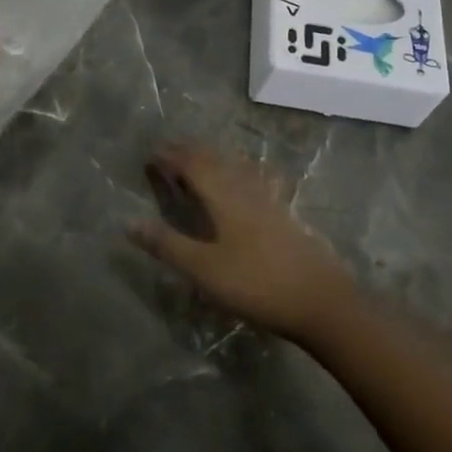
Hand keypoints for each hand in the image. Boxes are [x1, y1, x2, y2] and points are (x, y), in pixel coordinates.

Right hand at [132, 144, 353, 342]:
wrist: (322, 302)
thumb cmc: (256, 284)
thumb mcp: (204, 269)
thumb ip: (168, 244)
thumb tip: (129, 222)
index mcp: (222, 195)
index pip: (190, 164)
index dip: (168, 157)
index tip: (149, 155)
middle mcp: (243, 187)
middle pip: (213, 159)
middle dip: (188, 151)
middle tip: (169, 149)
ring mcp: (268, 199)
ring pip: (234, 166)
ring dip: (212, 157)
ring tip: (199, 157)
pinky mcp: (284, 213)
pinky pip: (254, 178)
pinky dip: (240, 170)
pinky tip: (249, 177)